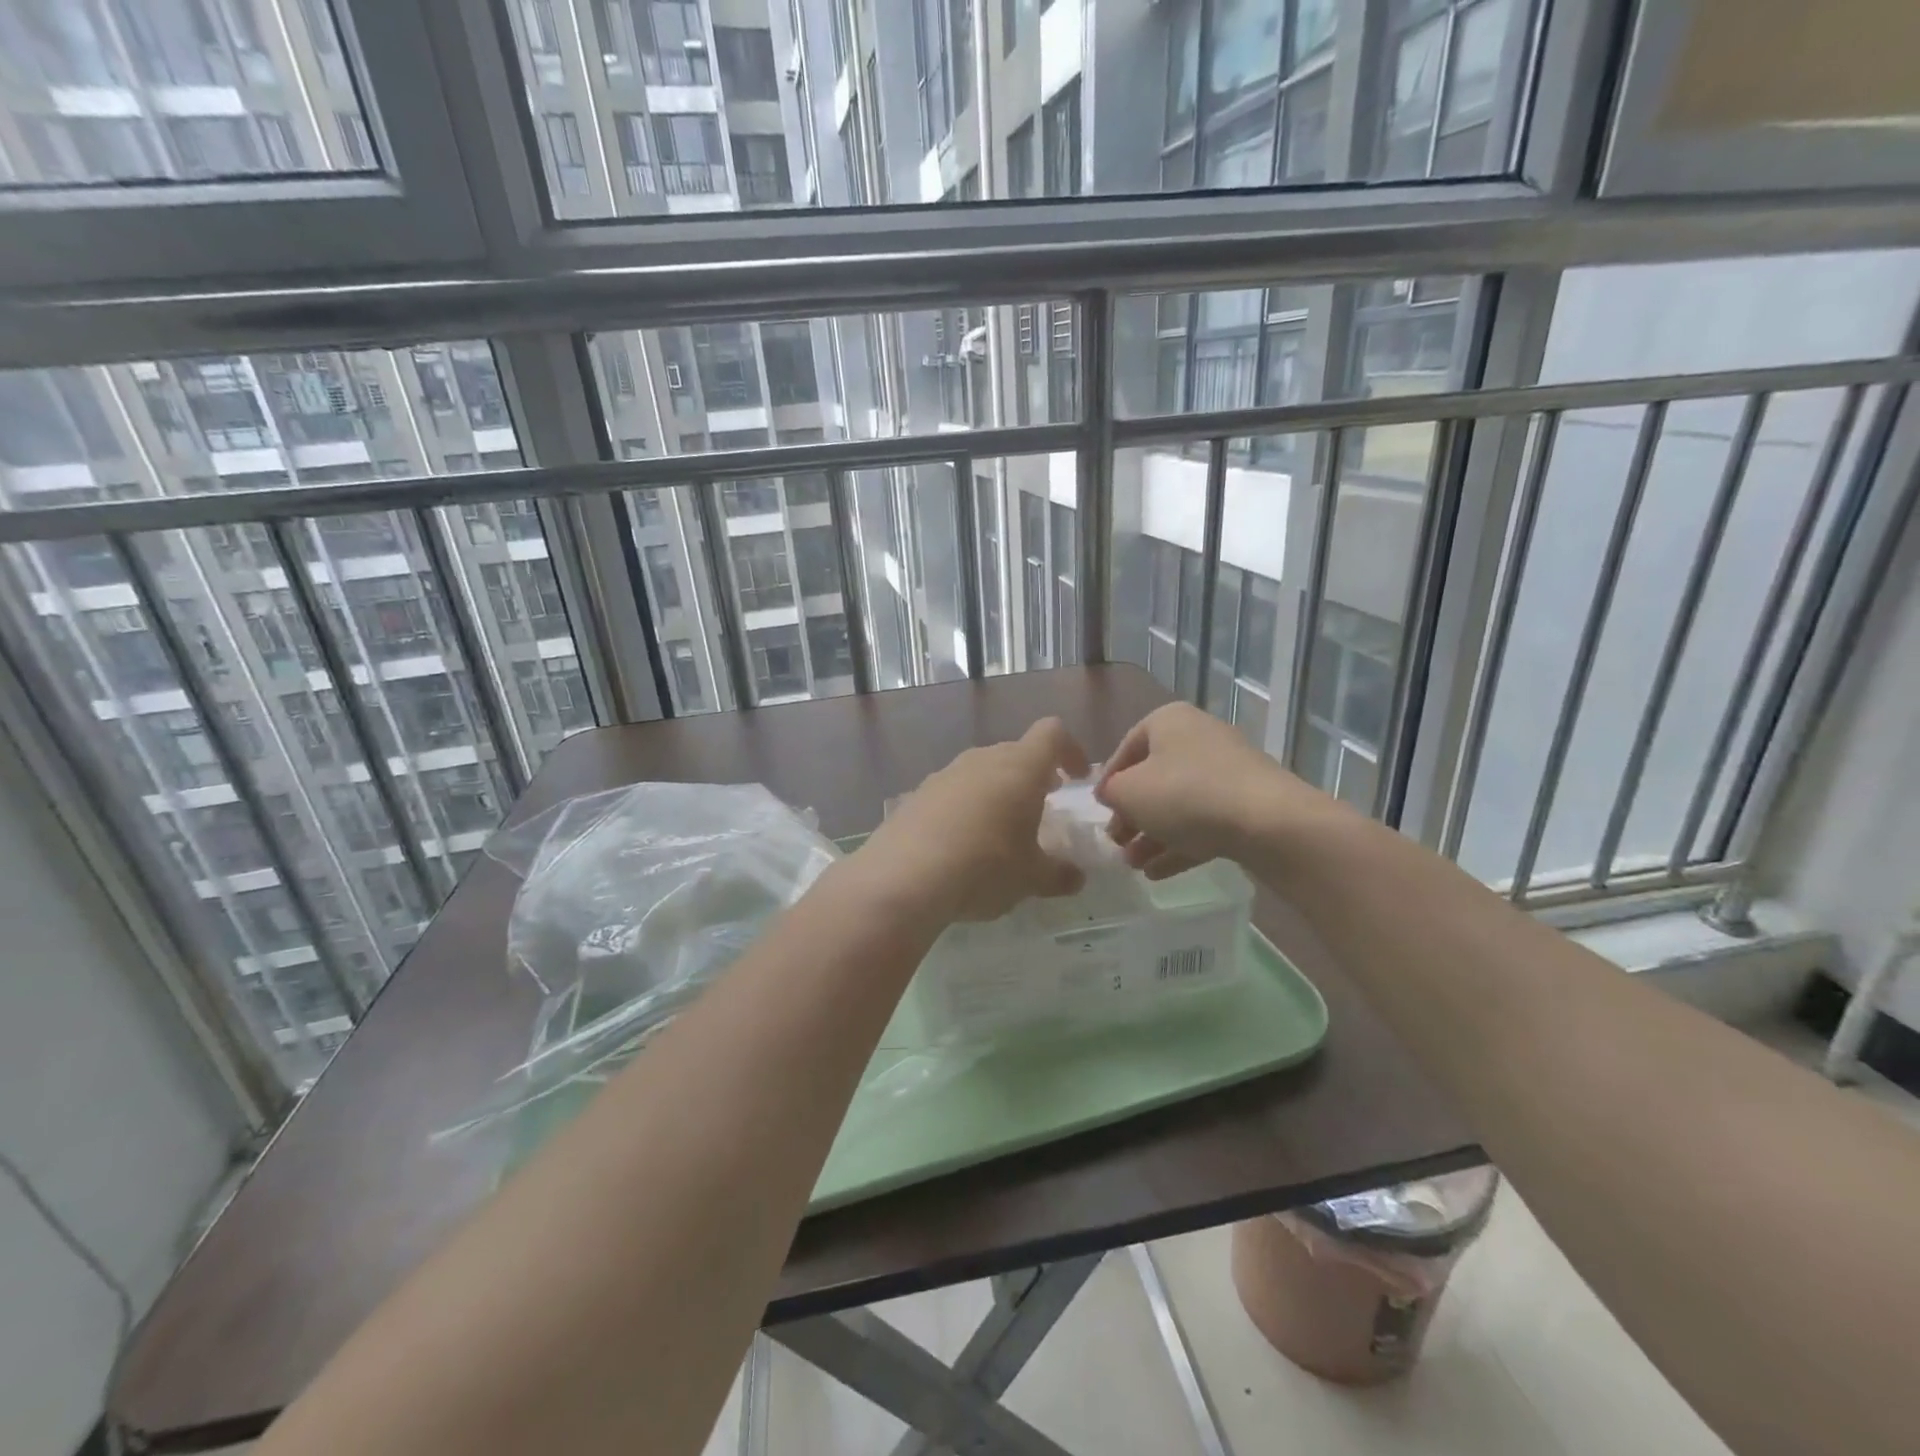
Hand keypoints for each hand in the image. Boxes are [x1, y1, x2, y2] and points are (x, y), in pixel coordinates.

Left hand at [853, 718, 1090, 921]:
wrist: (904, 877)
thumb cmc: (984, 868)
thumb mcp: (1032, 879)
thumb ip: (1059, 874)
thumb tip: (1076, 877)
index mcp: (1020, 767)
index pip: (1052, 733)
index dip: (1071, 750)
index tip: (1077, 778)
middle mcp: (982, 759)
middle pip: (1015, 752)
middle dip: (1033, 775)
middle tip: (1042, 806)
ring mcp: (944, 774)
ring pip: (981, 771)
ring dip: (998, 791)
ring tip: (1001, 828)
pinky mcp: (916, 794)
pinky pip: (952, 792)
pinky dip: (965, 807)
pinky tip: (961, 843)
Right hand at [1095, 702, 1339, 878]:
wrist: (1267, 822)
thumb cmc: (1185, 794)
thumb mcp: (1128, 792)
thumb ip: (1111, 792)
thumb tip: (1112, 795)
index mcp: (1168, 721)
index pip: (1126, 748)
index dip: (1108, 781)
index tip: (1099, 811)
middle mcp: (1198, 738)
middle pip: (1154, 778)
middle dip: (1132, 814)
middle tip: (1116, 842)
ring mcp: (1227, 771)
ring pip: (1178, 804)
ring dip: (1152, 835)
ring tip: (1133, 865)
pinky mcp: (1246, 803)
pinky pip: (1203, 822)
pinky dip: (1179, 844)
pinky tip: (1158, 873)